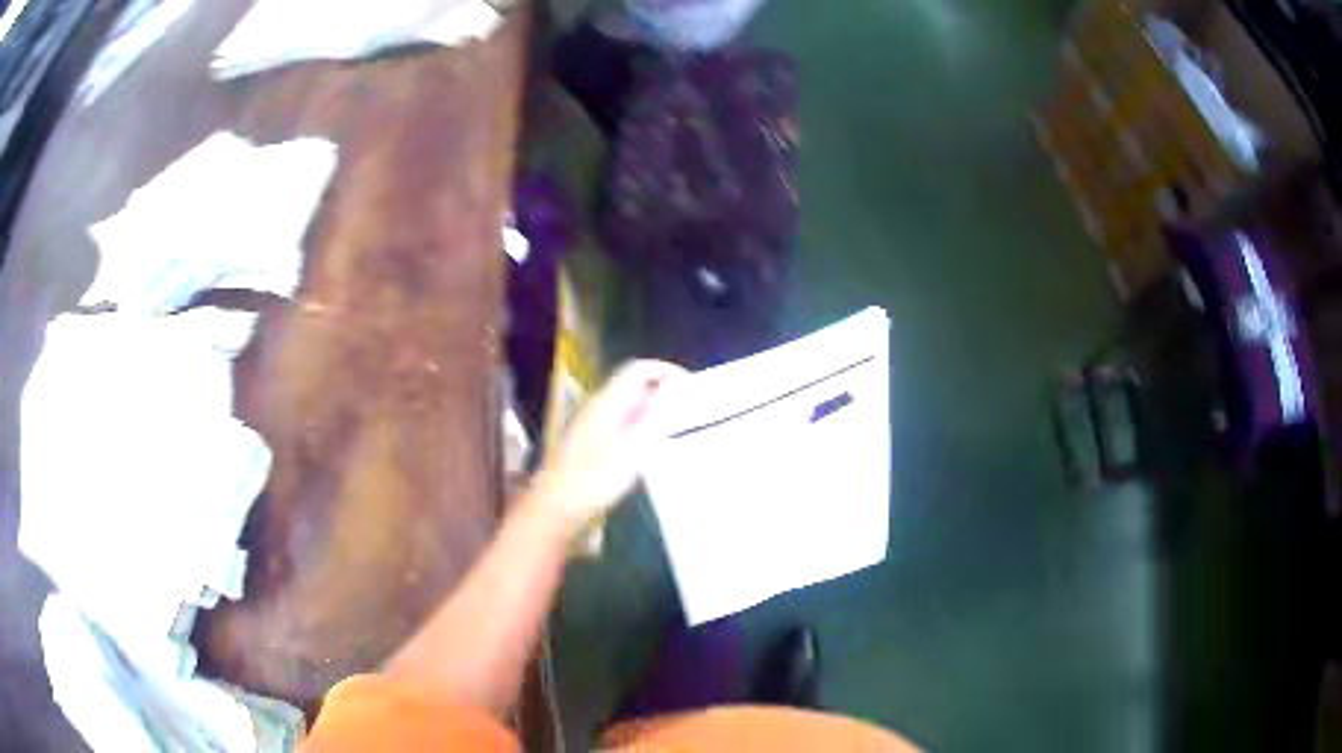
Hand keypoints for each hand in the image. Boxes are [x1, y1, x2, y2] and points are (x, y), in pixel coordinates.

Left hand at [531, 359, 686, 527]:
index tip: (690, 384)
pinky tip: (653, 443)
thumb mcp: (630, 452)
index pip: (637, 370)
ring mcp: (593, 422)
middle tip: (689, 405)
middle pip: (633, 384)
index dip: (664, 370)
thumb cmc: (593, 481)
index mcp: (607, 403)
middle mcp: (599, 405)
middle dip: (662, 389)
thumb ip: (651, 420)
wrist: (557, 506)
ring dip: (653, 407)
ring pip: (628, 403)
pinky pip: (622, 419)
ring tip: (677, 423)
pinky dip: (641, 423)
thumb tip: (670, 393)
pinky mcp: (592, 439)